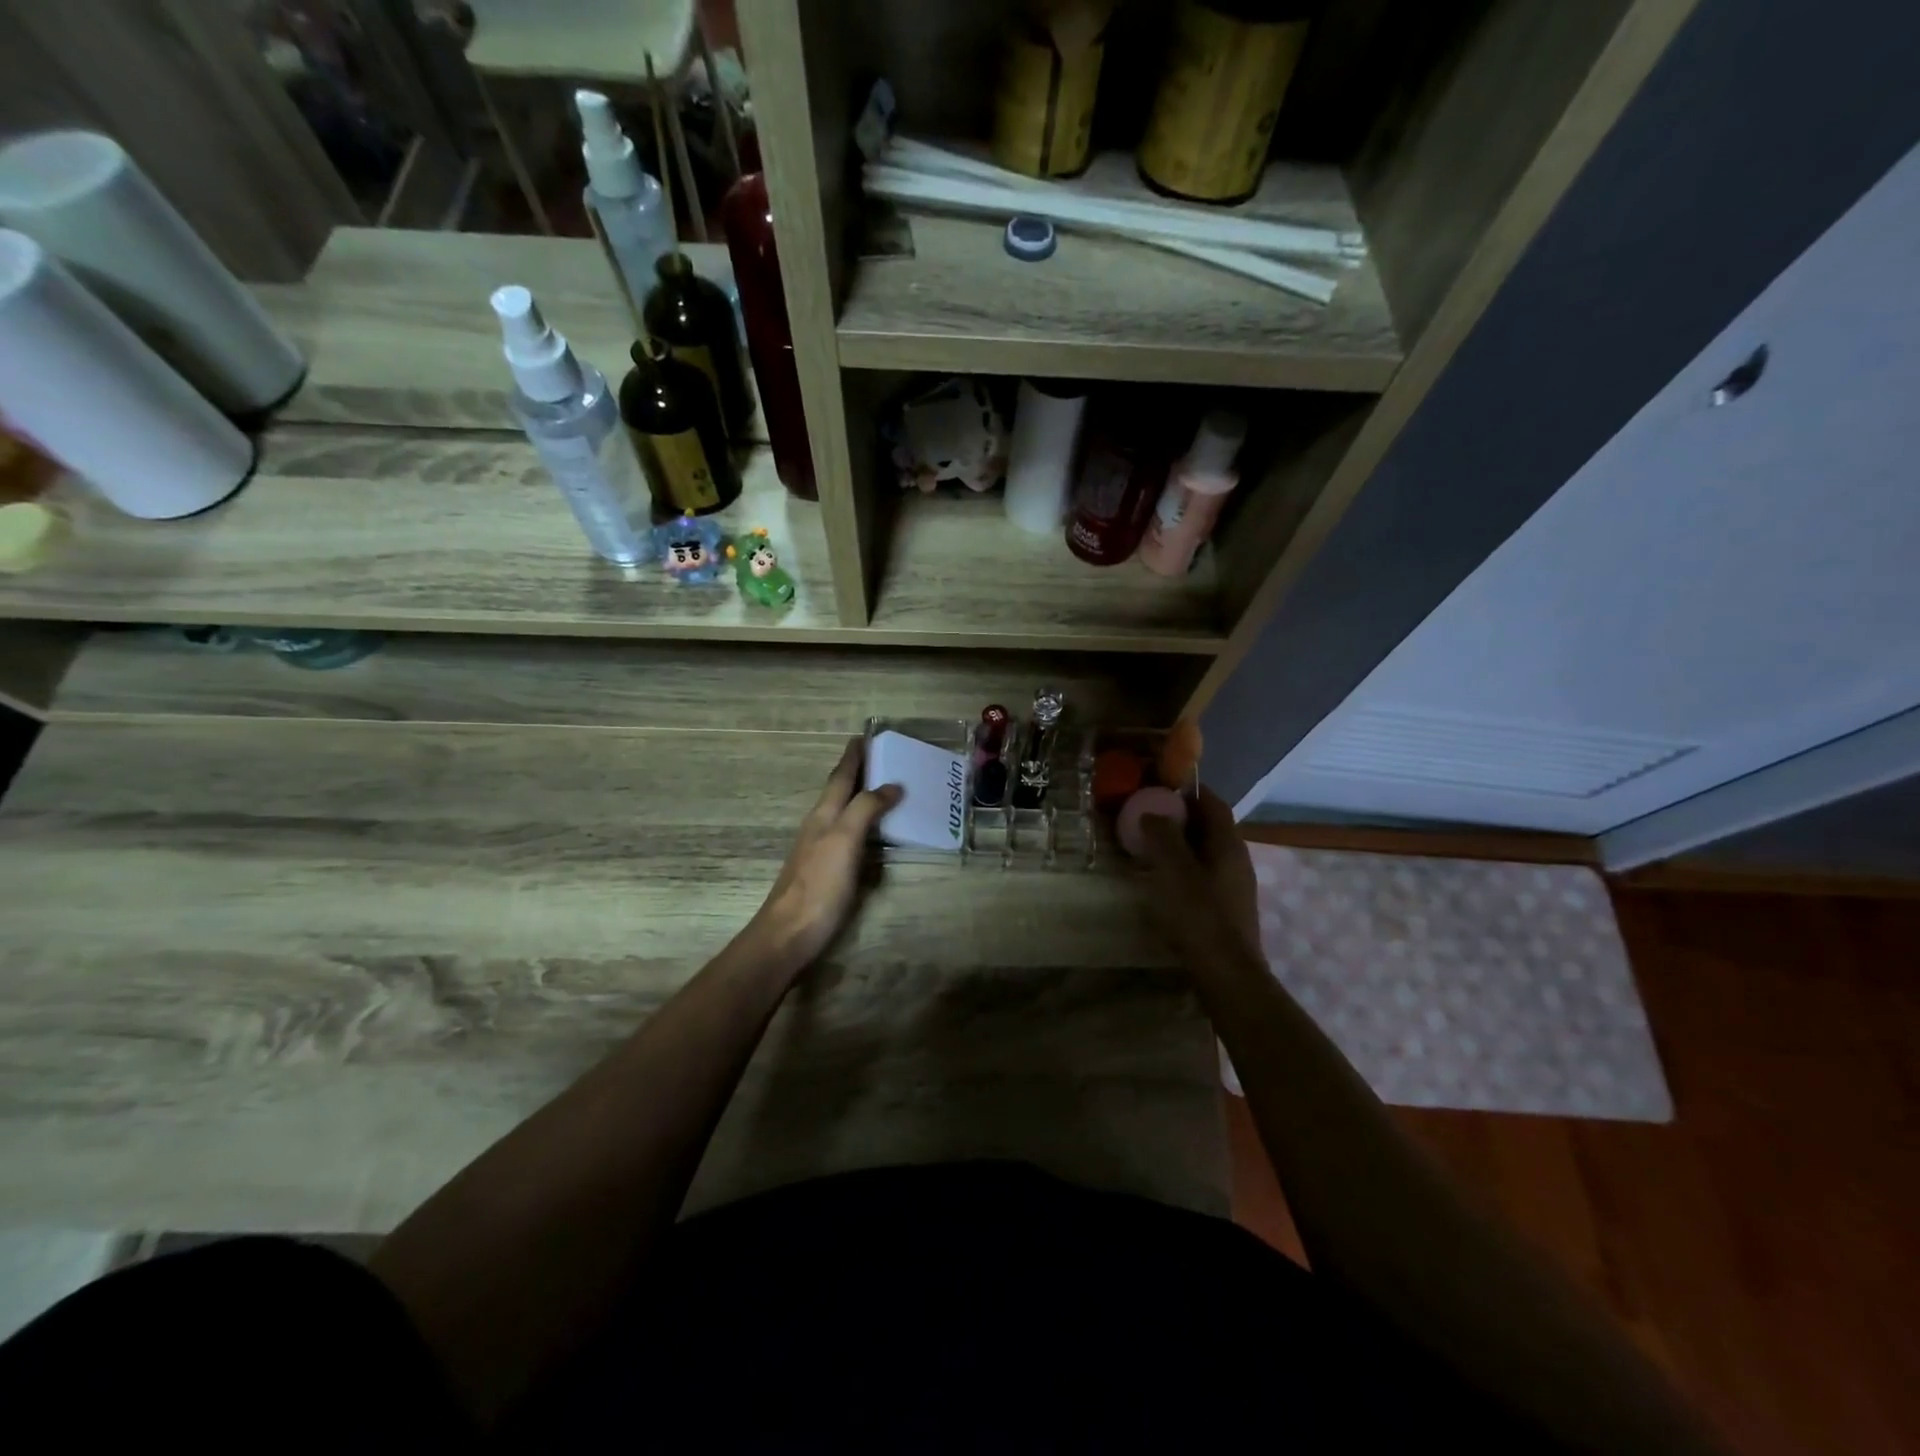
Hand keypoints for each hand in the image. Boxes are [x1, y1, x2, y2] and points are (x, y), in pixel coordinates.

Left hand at [749, 739, 901, 972]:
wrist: (789, 934)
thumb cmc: (819, 884)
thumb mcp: (844, 840)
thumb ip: (866, 809)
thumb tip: (892, 784)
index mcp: (823, 814)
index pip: (840, 777)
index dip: (853, 757)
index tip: (864, 736)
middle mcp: (819, 827)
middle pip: (840, 792)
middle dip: (858, 773)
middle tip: (881, 758)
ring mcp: (820, 850)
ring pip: (843, 814)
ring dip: (861, 798)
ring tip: (884, 790)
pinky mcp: (826, 872)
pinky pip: (849, 837)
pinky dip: (863, 826)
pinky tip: (873, 835)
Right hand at [1135, 786, 1261, 963]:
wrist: (1226, 973)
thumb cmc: (1199, 914)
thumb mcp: (1172, 869)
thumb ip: (1161, 835)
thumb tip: (1153, 813)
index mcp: (1228, 843)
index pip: (1212, 802)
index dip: (1188, 791)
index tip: (1159, 786)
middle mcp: (1237, 859)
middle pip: (1210, 826)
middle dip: (1180, 817)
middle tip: (1147, 816)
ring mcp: (1236, 885)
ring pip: (1207, 852)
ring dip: (1181, 844)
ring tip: (1149, 848)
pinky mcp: (1228, 908)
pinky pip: (1205, 874)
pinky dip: (1185, 868)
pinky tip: (1164, 881)